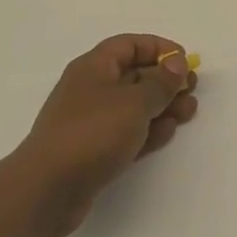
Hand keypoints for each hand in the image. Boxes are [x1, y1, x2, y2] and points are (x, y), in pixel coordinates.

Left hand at [12, 34, 199, 236]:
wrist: (45, 191)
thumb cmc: (92, 134)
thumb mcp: (134, 103)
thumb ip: (160, 83)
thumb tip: (176, 63)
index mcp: (94, 67)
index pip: (130, 45)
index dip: (159, 48)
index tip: (184, 61)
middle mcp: (91, 89)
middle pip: (134, 75)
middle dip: (165, 81)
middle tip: (191, 90)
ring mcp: (91, 121)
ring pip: (133, 106)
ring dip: (162, 107)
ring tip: (188, 112)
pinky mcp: (93, 151)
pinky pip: (126, 132)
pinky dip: (147, 130)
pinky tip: (167, 134)